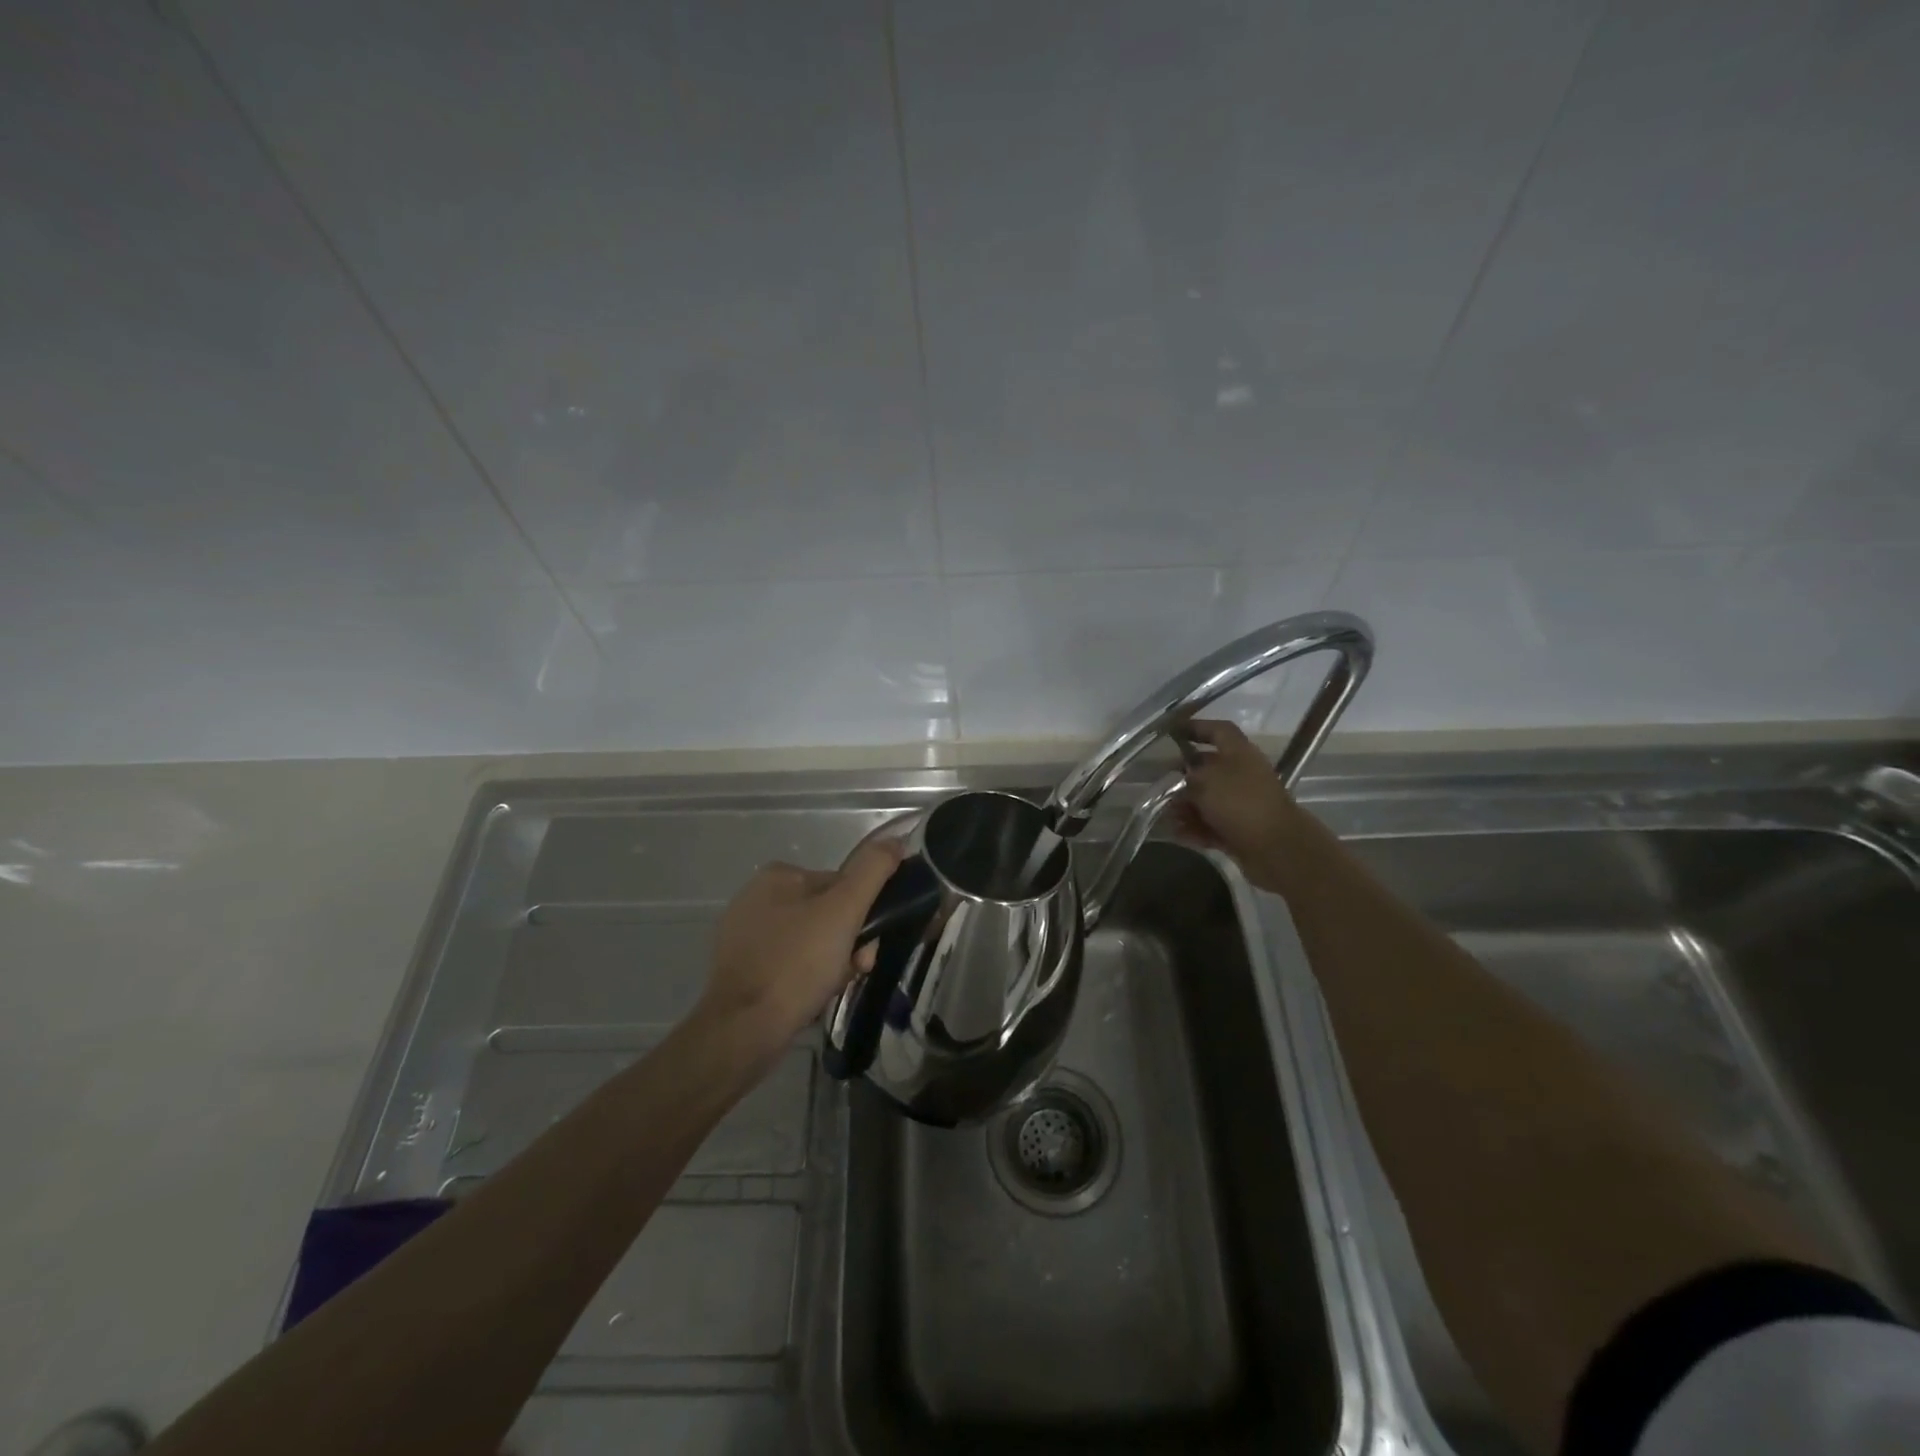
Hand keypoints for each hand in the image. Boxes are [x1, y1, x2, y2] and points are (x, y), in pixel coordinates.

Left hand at [698, 835, 904, 1055]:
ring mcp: (746, 935)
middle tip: (855, 969)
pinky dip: (808, 978)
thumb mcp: (844, 910)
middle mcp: (757, 898)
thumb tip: (895, 841)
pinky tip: (812, 997)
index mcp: (778, 875)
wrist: (744, 1030)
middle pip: (827, 915)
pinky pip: (791, 964)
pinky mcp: (743, 968)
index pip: (840, 886)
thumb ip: (872, 871)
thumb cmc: (797, 963)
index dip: (862, 915)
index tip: (868, 946)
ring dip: (833, 963)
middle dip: (849, 943)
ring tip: (832, 987)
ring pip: (812, 942)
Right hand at [1171, 718, 1304, 890]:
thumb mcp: (1205, 781)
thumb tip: (1180, 779)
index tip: (1172, 732)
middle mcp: (1242, 775)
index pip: (1218, 731)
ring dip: (1185, 807)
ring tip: (1167, 816)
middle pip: (1208, 769)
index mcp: (1239, 753)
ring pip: (1207, 800)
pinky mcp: (1240, 830)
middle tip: (1160, 784)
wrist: (1276, 847)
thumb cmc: (1240, 803)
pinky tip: (1178, 834)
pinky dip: (1195, 828)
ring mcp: (1242, 804)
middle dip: (1182, 777)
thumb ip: (1187, 776)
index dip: (1196, 728)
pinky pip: (1211, 824)